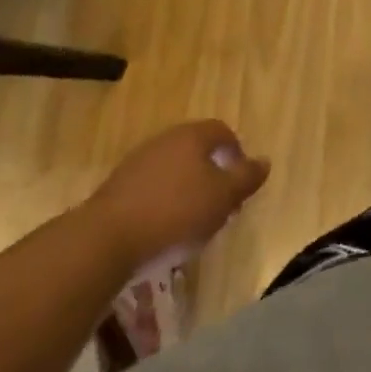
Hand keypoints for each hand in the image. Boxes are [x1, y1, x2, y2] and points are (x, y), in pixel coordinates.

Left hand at [85, 120, 269, 264]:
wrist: (106, 239)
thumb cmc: (175, 212)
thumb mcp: (222, 198)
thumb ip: (246, 178)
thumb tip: (265, 161)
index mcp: (193, 135)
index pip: (222, 132)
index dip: (236, 153)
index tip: (240, 181)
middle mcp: (165, 140)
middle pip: (196, 149)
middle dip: (211, 172)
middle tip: (219, 202)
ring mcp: (137, 162)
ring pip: (172, 168)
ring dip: (185, 188)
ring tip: (191, 220)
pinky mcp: (116, 187)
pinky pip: (150, 187)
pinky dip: (161, 202)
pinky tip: (162, 228)